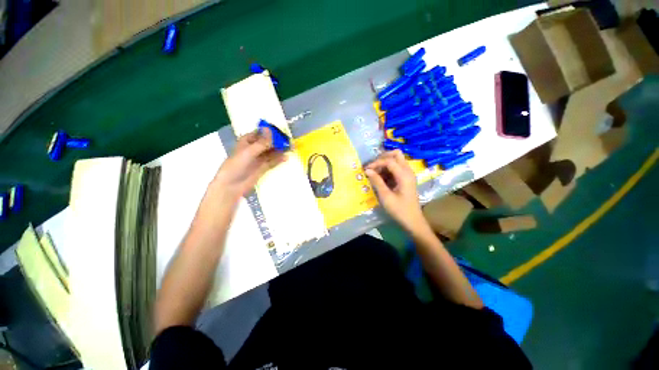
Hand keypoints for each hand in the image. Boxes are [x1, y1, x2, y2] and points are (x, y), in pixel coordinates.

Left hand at [212, 128, 285, 200]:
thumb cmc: (236, 166)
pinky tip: (286, 157)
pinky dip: (279, 159)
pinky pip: (272, 161)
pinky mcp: (263, 168)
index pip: (260, 133)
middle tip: (289, 141)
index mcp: (247, 141)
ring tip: (291, 149)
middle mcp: (254, 149)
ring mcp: (259, 159)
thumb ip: (261, 142)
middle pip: (268, 143)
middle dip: (277, 142)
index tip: (281, 132)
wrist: (232, 186)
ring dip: (280, 150)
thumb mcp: (249, 152)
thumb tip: (269, 129)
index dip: (270, 132)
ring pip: (271, 152)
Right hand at [365, 150, 425, 232]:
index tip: (366, 169)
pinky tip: (380, 178)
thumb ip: (377, 181)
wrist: (413, 221)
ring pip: (396, 160)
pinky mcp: (406, 179)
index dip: (376, 163)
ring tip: (374, 174)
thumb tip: (367, 170)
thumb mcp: (386, 196)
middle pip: (396, 154)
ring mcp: (408, 174)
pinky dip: (387, 170)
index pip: (389, 161)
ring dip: (384, 164)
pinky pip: (396, 168)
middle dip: (382, 158)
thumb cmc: (399, 210)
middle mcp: (408, 171)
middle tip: (372, 167)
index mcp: (404, 175)